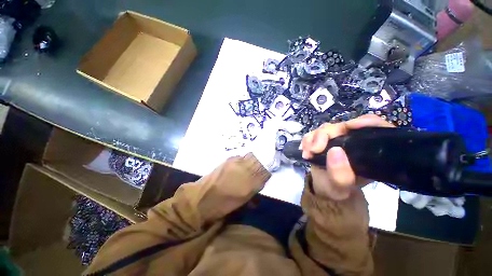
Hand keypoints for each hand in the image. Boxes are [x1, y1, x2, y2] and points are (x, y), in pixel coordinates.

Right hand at [300, 115, 393, 200]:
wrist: (322, 187)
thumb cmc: (337, 188)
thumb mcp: (341, 187)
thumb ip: (341, 174)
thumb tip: (334, 151)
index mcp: (368, 150)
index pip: (376, 128)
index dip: (366, 122)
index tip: (351, 127)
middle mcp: (353, 141)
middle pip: (342, 126)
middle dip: (326, 135)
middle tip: (315, 150)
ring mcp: (336, 138)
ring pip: (325, 128)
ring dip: (313, 139)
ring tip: (308, 153)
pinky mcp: (322, 139)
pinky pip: (312, 133)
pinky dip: (307, 140)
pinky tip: (304, 150)